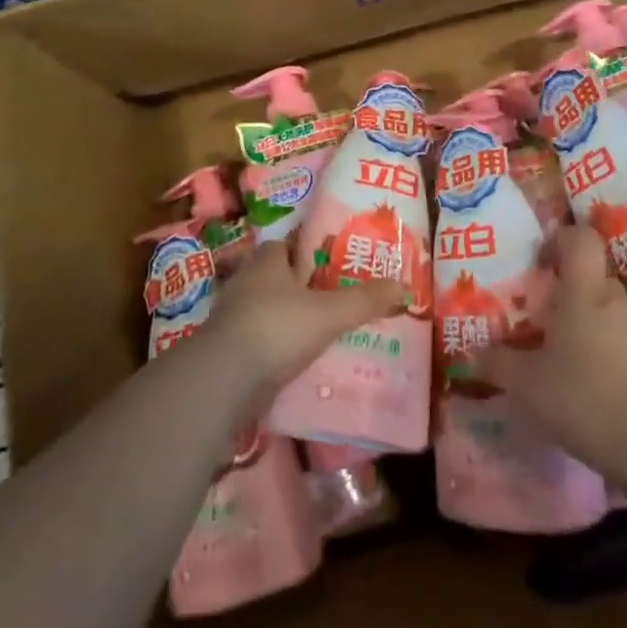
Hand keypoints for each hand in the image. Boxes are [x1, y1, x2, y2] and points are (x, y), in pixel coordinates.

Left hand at [206, 239, 406, 398]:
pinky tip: (300, 363)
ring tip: (324, 332)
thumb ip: (365, 300)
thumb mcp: (329, 313)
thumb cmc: (276, 329)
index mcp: (266, 261)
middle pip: (278, 278)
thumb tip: (405, 286)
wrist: (221, 382)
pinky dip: (278, 349)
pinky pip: (260, 342)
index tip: (334, 261)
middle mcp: (246, 282)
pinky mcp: (227, 352)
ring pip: (268, 311)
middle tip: (336, 298)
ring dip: (290, 320)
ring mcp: (232, 318)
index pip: (288, 244)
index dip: (309, 250)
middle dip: (303, 287)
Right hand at [477, 223, 626, 468]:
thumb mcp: (527, 384)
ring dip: (585, 323)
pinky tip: (586, 385)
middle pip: (592, 276)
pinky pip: (621, 342)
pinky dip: (603, 353)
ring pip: (606, 311)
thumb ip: (498, 363)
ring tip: (559, 356)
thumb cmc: (584, 395)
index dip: (560, 240)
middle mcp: (613, 301)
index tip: (540, 264)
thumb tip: (472, 353)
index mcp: (583, 291)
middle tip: (541, 315)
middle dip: (567, 289)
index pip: (581, 238)